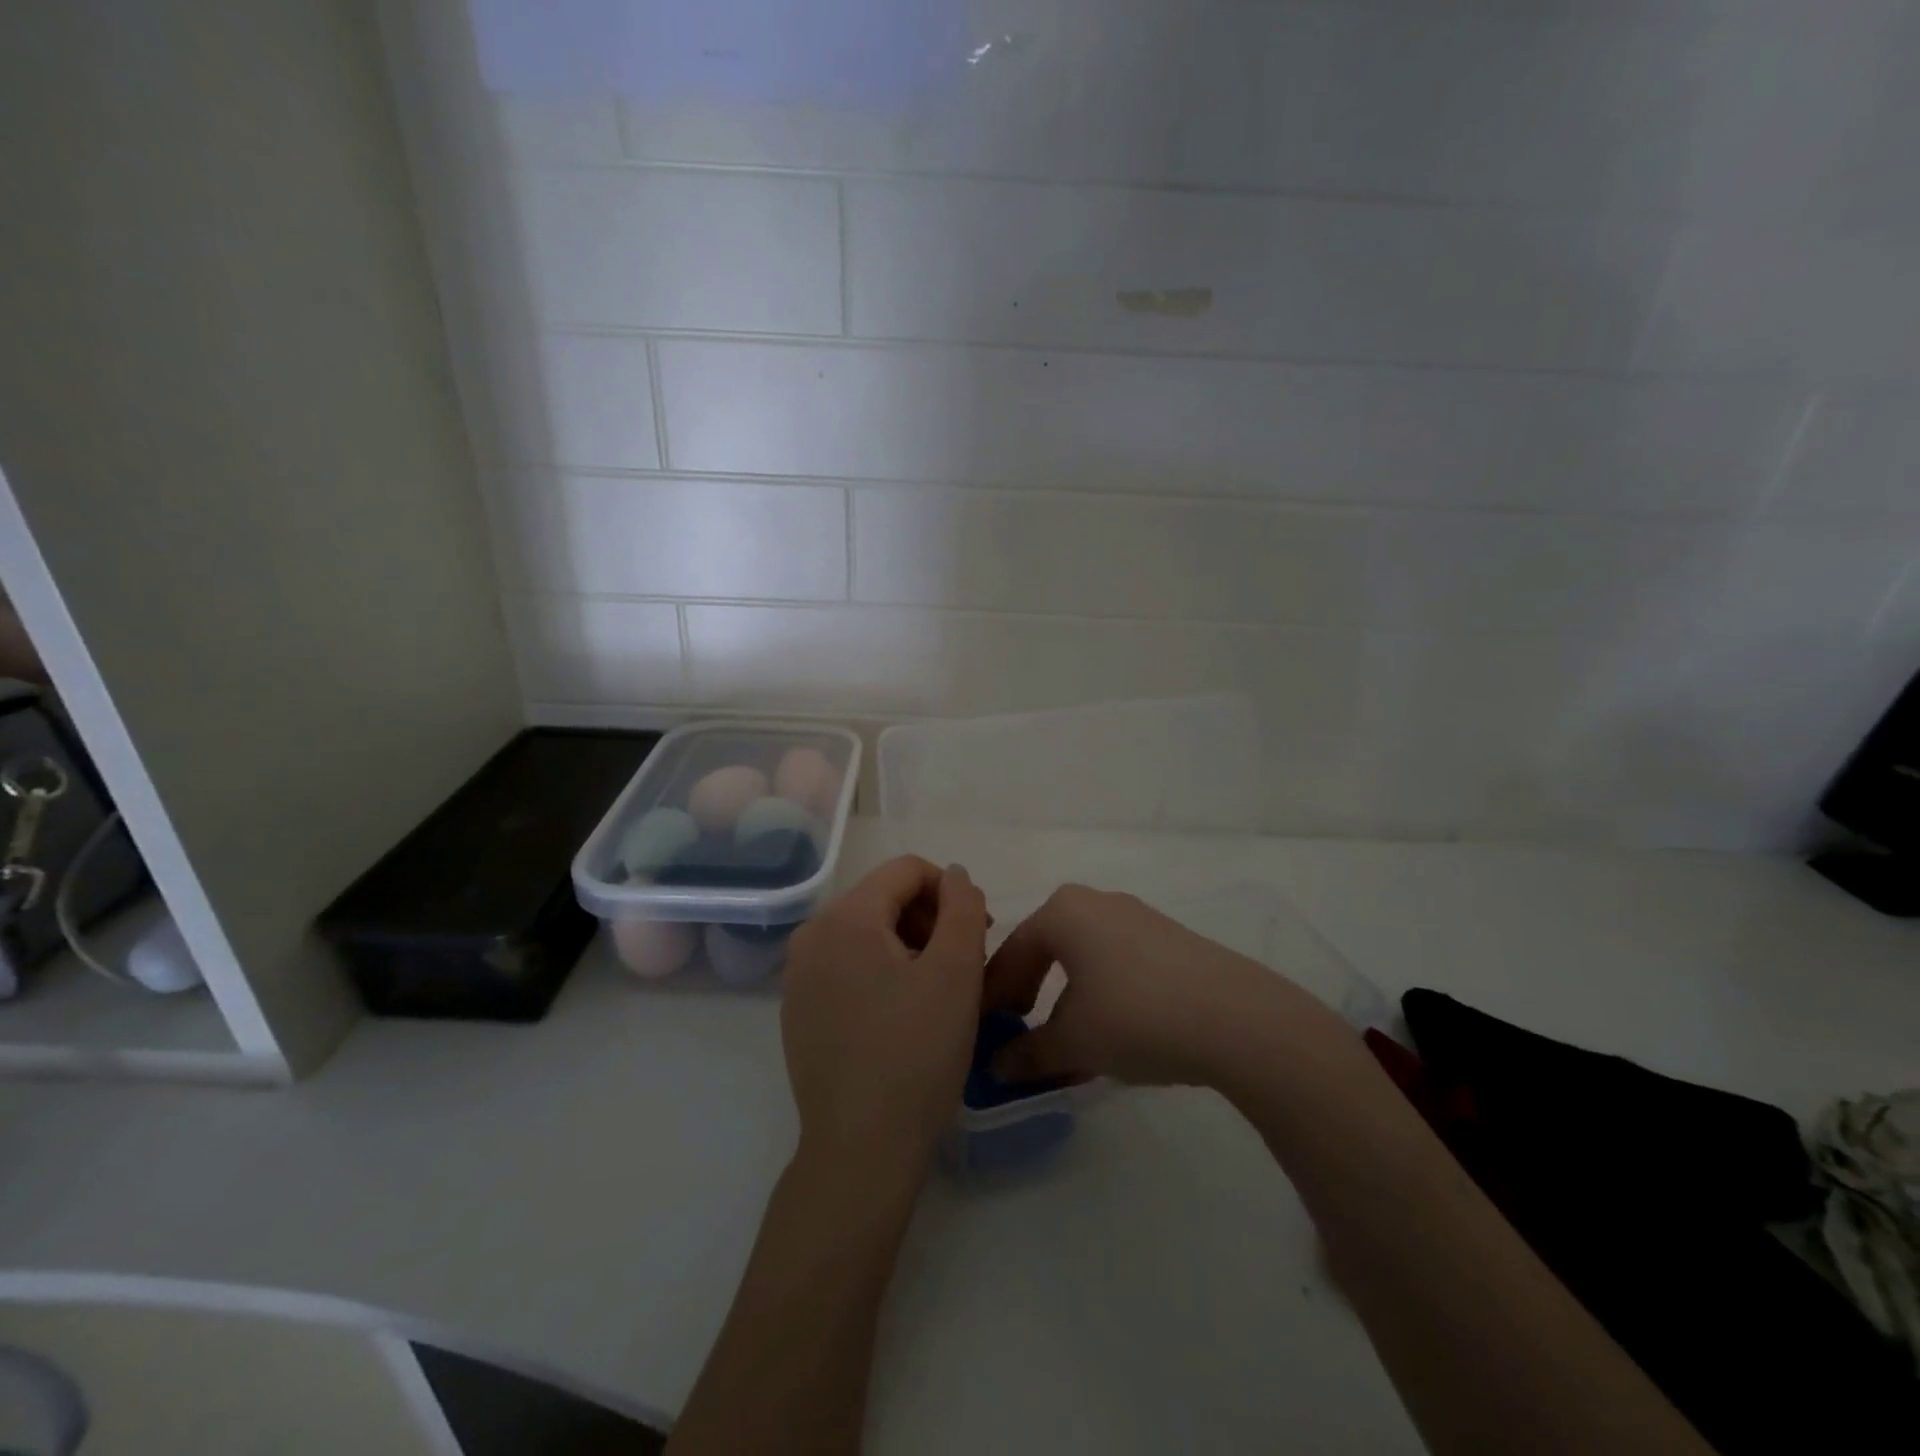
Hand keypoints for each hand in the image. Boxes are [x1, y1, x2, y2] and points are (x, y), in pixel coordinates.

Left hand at [781, 856, 988, 1179]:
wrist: (860, 1148)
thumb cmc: (916, 1053)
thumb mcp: (957, 972)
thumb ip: (963, 906)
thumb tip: (953, 876)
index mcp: (845, 917)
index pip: (906, 870)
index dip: (950, 892)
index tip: (978, 933)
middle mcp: (811, 935)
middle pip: (883, 898)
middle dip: (929, 920)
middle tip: (963, 965)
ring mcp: (798, 974)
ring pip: (866, 933)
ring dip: (908, 946)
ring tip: (936, 991)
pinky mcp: (797, 1008)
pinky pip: (846, 965)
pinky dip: (880, 972)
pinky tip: (901, 1015)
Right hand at [984, 884, 1346, 1088]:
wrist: (1236, 1017)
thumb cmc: (1135, 1016)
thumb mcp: (1073, 1042)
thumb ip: (1027, 1054)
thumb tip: (996, 1067)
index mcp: (1062, 912)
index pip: (1011, 954)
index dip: (991, 996)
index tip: (982, 1031)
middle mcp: (1095, 902)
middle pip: (1045, 950)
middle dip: (1026, 994)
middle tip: (1015, 1033)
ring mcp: (1136, 917)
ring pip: (1082, 959)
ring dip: (1063, 1000)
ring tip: (1062, 1046)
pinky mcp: (1168, 939)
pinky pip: (1115, 963)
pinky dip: (1098, 996)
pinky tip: (1106, 1036)